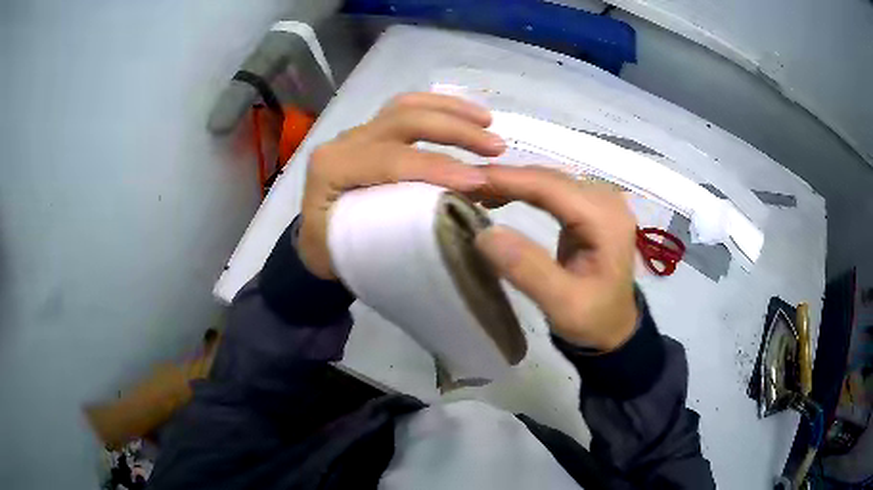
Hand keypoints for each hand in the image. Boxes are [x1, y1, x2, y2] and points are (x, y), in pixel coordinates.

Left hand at [298, 93, 505, 279]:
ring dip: (451, 110)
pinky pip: (408, 108)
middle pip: (403, 120)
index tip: (479, 182)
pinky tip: (468, 117)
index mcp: (331, 168)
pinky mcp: (374, 132)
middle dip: (453, 130)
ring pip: (408, 106)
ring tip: (488, 123)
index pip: (390, 160)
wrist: (315, 238)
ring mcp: (360, 132)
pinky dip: (442, 108)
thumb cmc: (329, 249)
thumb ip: (390, 235)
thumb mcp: (346, 252)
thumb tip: (448, 216)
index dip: (436, 167)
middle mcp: (345, 141)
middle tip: (496, 147)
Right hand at [474, 166, 638, 350]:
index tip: (465, 181)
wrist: (614, 327)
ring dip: (511, 183)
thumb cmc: (592, 320)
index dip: (508, 180)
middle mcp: (606, 200)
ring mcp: (599, 201)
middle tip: (461, 188)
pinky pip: (552, 190)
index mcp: (605, 219)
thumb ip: (528, 269)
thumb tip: (485, 233)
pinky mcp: (590, 207)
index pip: (551, 187)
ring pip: (548, 180)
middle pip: (549, 178)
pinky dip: (523, 191)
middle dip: (504, 179)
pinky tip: (500, 198)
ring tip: (475, 193)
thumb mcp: (562, 305)